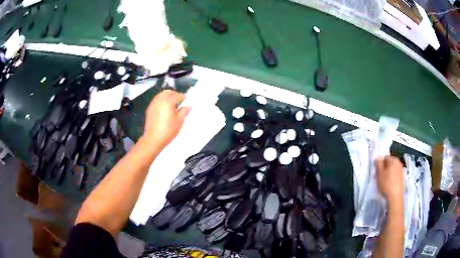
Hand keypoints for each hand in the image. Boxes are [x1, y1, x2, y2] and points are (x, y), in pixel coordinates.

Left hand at [141, 90, 189, 150]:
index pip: (177, 95)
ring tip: (171, 105)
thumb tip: (187, 106)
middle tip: (178, 101)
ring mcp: (153, 104)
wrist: (153, 139)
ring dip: (167, 97)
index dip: (183, 97)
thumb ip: (184, 112)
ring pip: (160, 95)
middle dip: (174, 94)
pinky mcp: (149, 109)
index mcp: (168, 102)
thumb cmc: (168, 131)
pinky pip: (156, 101)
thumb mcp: (179, 122)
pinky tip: (164, 109)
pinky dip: (161, 101)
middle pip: (167, 92)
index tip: (186, 100)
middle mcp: (159, 100)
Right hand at [375, 156, 403, 204]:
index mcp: (393, 159)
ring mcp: (401, 170)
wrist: (395, 196)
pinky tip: (389, 185)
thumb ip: (378, 163)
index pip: (385, 157)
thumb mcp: (379, 173)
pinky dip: (392, 178)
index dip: (380, 164)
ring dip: (388, 173)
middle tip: (380, 177)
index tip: (377, 172)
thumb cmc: (386, 184)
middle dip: (385, 168)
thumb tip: (378, 157)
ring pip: (392, 169)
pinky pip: (395, 175)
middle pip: (389, 163)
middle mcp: (398, 162)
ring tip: (384, 182)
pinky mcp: (402, 178)